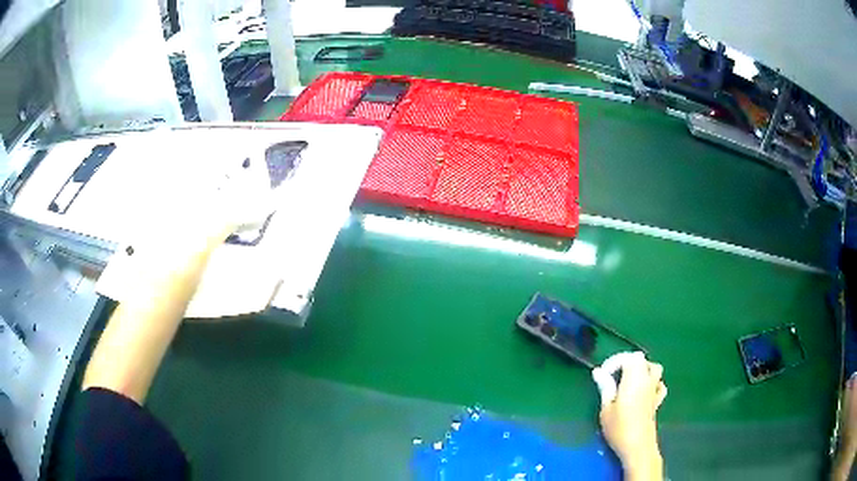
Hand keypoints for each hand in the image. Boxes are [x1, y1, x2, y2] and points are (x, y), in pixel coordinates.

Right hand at [592, 352, 666, 480]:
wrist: (638, 446)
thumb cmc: (619, 427)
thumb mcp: (606, 408)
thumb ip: (605, 387)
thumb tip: (598, 371)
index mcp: (634, 378)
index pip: (628, 357)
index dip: (614, 361)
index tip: (603, 375)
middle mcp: (647, 379)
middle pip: (641, 359)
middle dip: (627, 363)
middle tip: (613, 376)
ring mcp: (654, 390)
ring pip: (653, 368)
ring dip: (642, 369)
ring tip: (628, 381)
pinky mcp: (657, 401)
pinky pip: (659, 384)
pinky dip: (653, 383)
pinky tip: (644, 391)